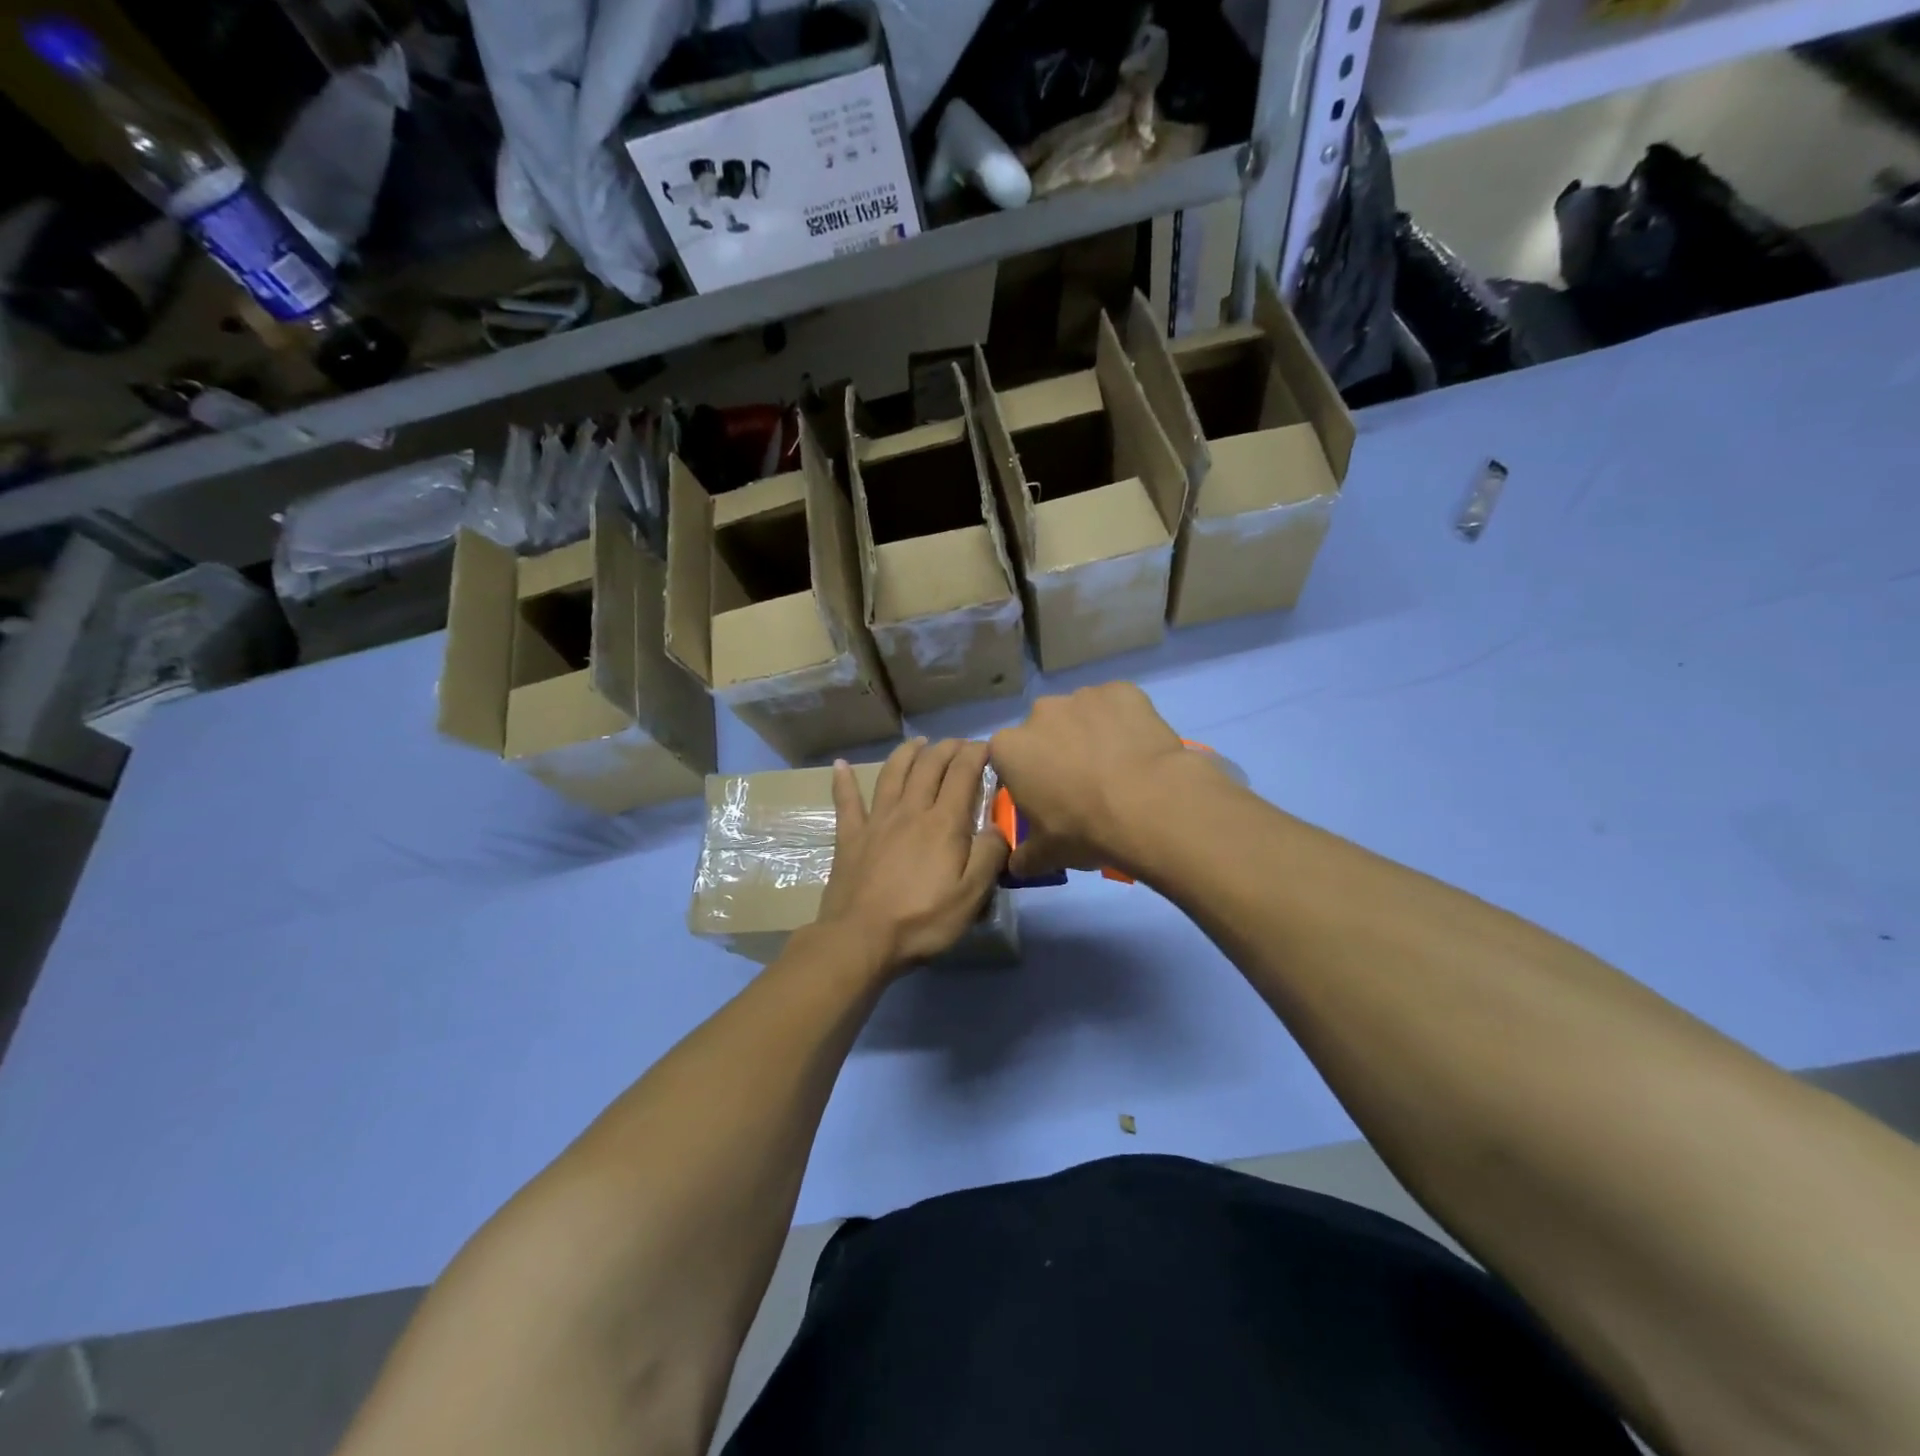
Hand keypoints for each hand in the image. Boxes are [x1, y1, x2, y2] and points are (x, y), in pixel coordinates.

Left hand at [815, 737, 1008, 973]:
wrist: (861, 939)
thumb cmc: (922, 920)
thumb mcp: (972, 895)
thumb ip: (989, 855)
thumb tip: (997, 828)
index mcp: (943, 823)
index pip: (963, 774)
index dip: (976, 754)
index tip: (987, 746)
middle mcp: (910, 810)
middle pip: (929, 766)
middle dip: (946, 748)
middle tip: (958, 743)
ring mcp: (876, 821)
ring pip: (892, 774)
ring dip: (907, 753)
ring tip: (918, 742)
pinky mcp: (850, 837)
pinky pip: (846, 802)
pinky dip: (843, 781)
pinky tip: (840, 765)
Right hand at [989, 684, 1218, 879]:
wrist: (1149, 804)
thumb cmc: (1085, 829)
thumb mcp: (1048, 854)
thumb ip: (1025, 856)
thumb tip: (1016, 866)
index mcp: (1010, 748)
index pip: (1008, 760)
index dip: (1026, 779)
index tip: (1046, 798)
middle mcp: (1040, 712)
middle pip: (1044, 732)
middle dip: (1057, 751)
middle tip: (1084, 785)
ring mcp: (1083, 696)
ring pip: (1082, 716)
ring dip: (1092, 735)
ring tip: (1119, 769)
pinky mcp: (1122, 691)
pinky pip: (1118, 706)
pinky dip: (1125, 722)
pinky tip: (1140, 749)